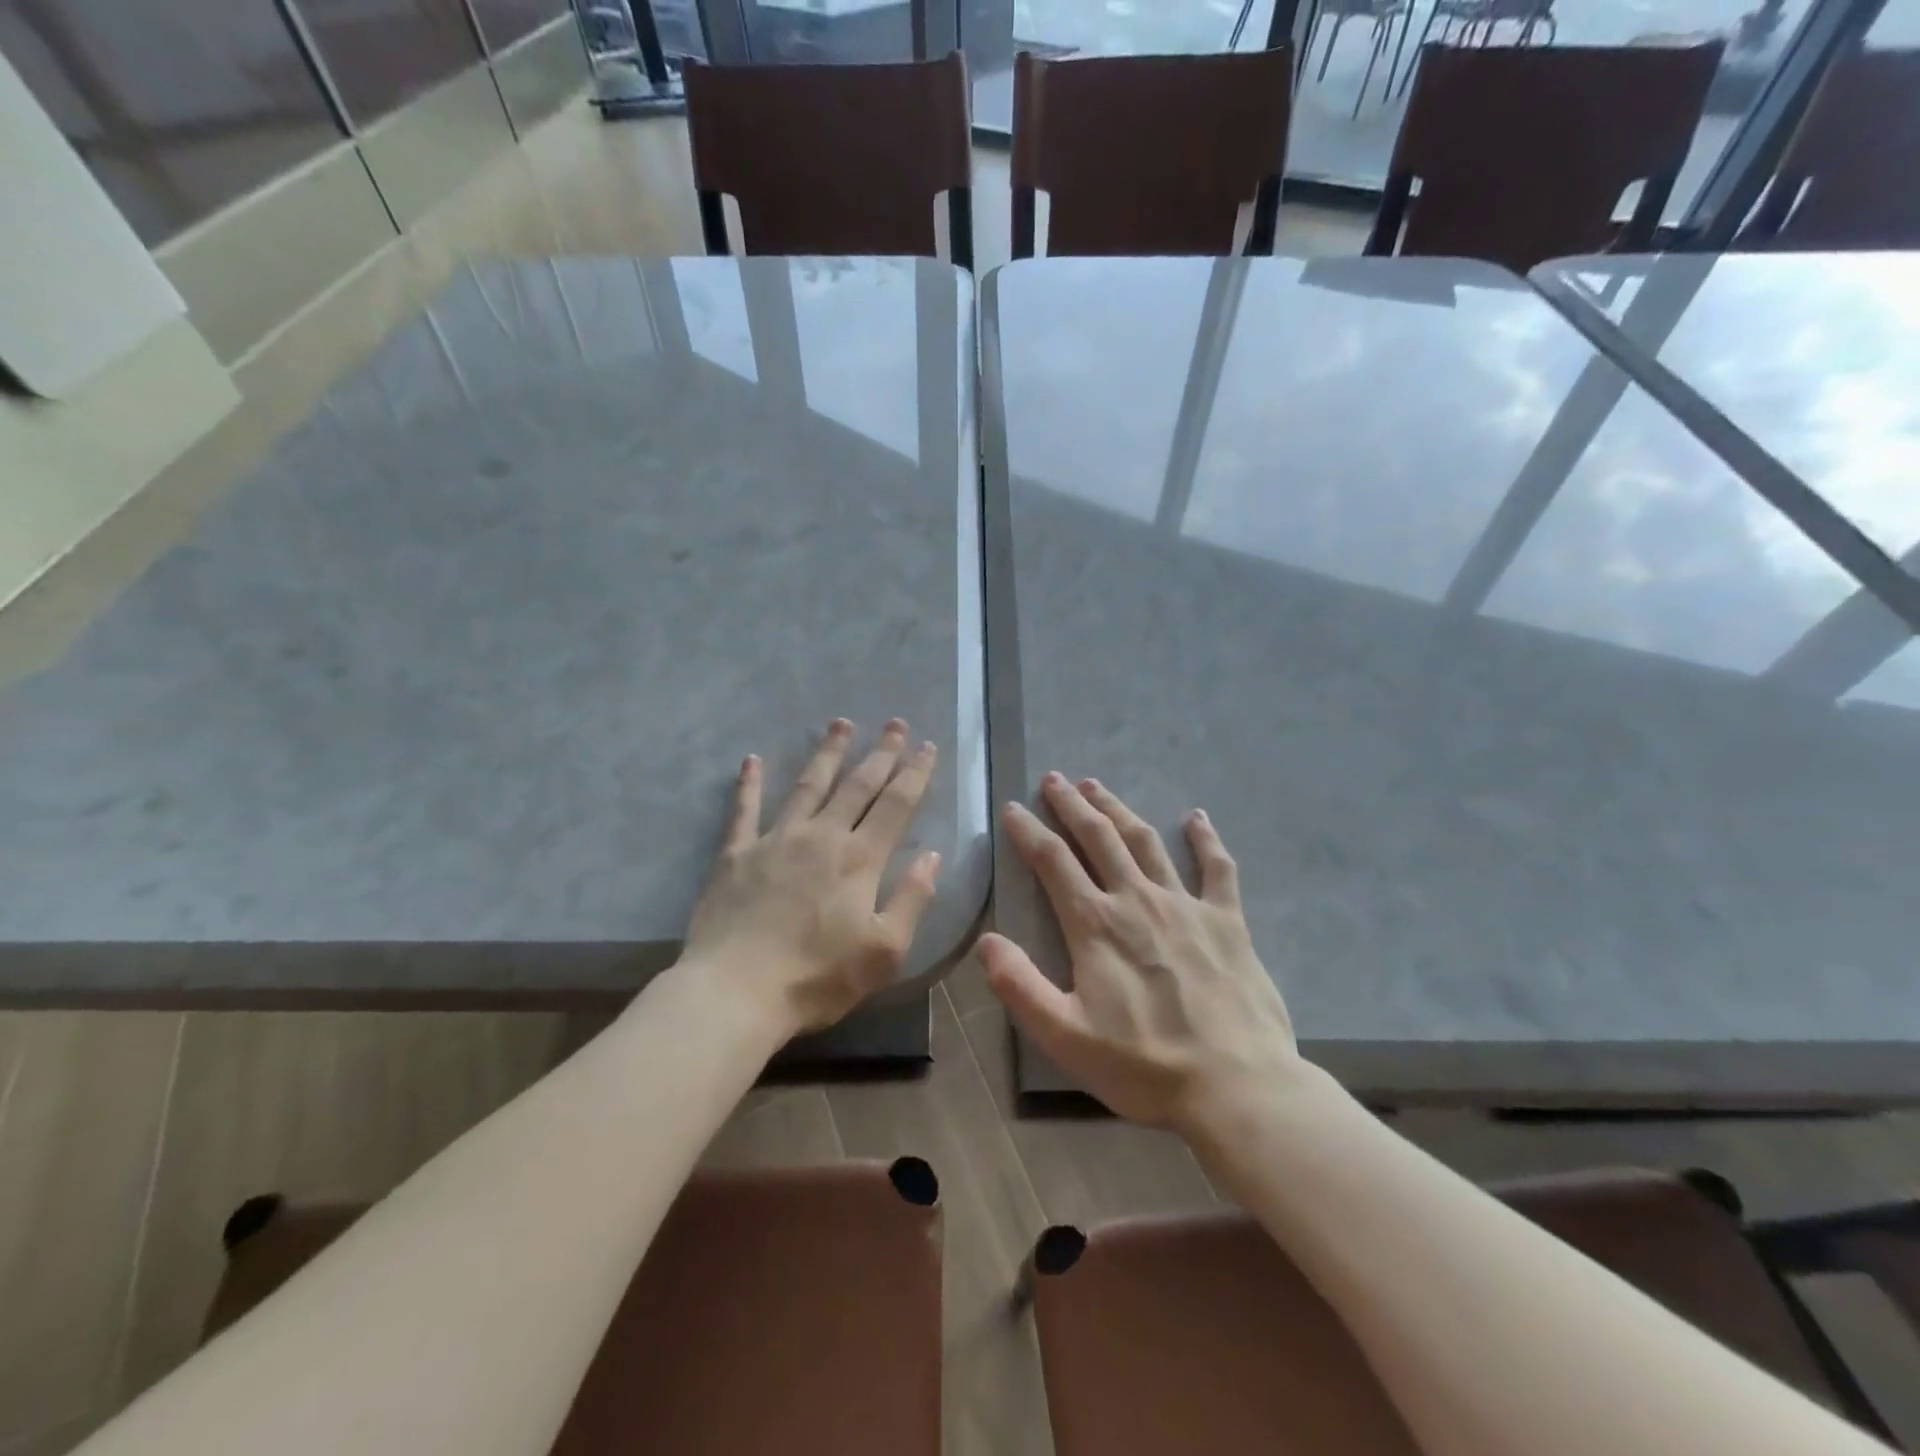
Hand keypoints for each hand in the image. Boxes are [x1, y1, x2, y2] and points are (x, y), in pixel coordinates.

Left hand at [682, 718, 941, 1036]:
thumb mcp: (884, 951)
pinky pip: (744, 810)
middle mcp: (821, 837)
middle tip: (895, 723)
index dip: (914, 773)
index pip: (896, 805)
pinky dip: (749, 783)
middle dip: (880, 753)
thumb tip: (933, 855)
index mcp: (860, 859)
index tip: (927, 746)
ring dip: (827, 753)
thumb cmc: (817, 978)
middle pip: (857, 785)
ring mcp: (775, 840)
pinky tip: (751, 759)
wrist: (735, 993)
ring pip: (807, 785)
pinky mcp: (736, 853)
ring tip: (840, 723)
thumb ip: (912, 899)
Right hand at [980, 773, 1304, 1134]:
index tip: (1014, 808)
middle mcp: (1137, 900)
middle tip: (1054, 779)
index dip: (1029, 830)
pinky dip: (1206, 839)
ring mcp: (1186, 905)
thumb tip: (985, 941)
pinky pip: (1216, 868)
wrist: (1236, 1087)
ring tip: (1097, 786)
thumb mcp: (1065, 1037)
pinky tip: (1197, 817)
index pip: (1052, 862)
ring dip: (1118, 809)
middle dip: (1071, 805)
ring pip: (1145, 841)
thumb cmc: (1145, 1065)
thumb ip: (1020, 986)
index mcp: (1096, 925)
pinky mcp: (1227, 920)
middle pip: (1098, 837)